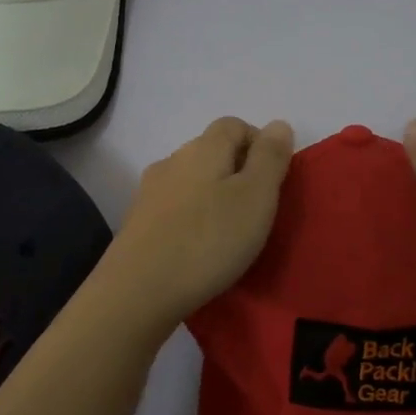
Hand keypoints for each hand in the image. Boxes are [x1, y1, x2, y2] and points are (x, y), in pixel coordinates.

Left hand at [96, 117, 295, 331]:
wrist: (139, 290)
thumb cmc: (209, 239)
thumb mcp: (256, 196)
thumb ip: (270, 158)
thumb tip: (278, 125)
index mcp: (204, 148)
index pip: (234, 124)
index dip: (259, 143)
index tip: (275, 179)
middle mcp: (173, 161)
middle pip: (211, 150)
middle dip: (237, 170)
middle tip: (258, 208)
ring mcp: (150, 192)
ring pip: (191, 180)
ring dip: (213, 195)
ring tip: (230, 231)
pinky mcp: (138, 222)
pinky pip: (174, 207)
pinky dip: (192, 217)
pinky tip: (199, 246)